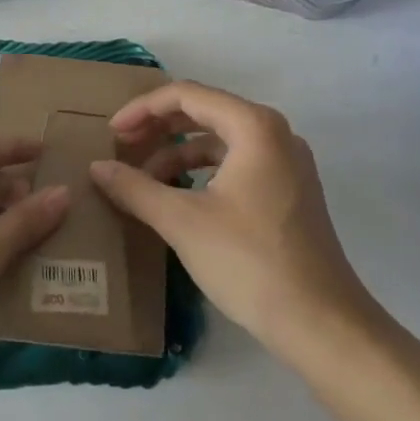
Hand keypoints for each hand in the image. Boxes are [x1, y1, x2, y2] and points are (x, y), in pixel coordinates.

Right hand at [90, 82, 384, 356]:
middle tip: (122, 148)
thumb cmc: (249, 262)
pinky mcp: (290, 191)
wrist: (322, 325)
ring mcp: (288, 163)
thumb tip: (97, 168)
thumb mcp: (182, 221)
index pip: (187, 95)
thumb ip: (135, 188)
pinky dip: (203, 172)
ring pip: (221, 140)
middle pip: (206, 111)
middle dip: (160, 128)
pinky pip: (237, 163)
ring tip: (144, 180)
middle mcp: (275, 133)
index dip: (143, 109)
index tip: (112, 133)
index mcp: (254, 126)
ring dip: (179, 153)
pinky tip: (179, 198)